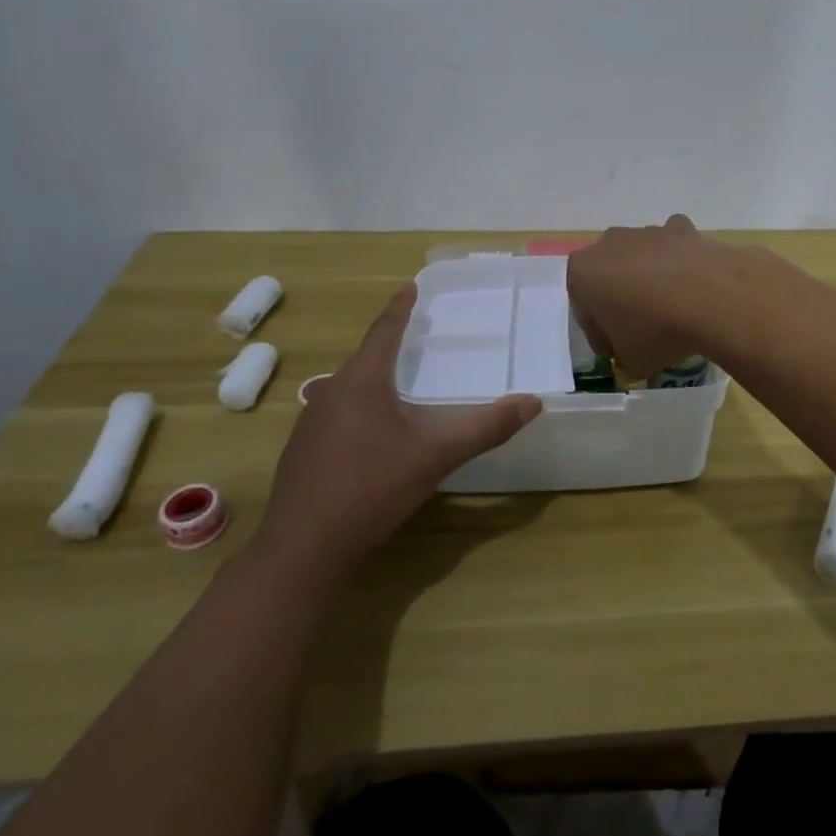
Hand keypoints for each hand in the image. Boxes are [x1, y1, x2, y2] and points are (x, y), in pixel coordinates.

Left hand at [253, 288, 541, 578]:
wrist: (303, 548)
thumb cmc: (372, 488)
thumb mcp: (436, 456)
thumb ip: (485, 428)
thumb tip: (533, 403)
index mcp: (362, 382)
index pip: (384, 331)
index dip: (400, 308)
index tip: (410, 287)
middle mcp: (331, 392)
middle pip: (366, 358)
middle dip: (391, 344)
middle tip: (416, 334)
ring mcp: (311, 422)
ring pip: (350, 388)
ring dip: (375, 378)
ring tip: (400, 380)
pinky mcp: (303, 451)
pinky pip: (338, 413)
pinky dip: (361, 407)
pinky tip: (374, 431)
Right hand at [567, 214, 730, 376]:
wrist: (710, 298)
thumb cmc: (655, 330)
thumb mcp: (631, 360)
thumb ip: (624, 355)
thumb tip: (633, 355)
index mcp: (582, 273)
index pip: (584, 312)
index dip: (600, 337)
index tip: (616, 353)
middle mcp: (608, 244)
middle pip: (609, 278)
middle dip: (620, 301)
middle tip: (639, 331)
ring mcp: (646, 232)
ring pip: (639, 258)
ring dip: (648, 280)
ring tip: (671, 311)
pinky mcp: (681, 228)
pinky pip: (672, 245)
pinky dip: (678, 259)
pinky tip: (691, 282)